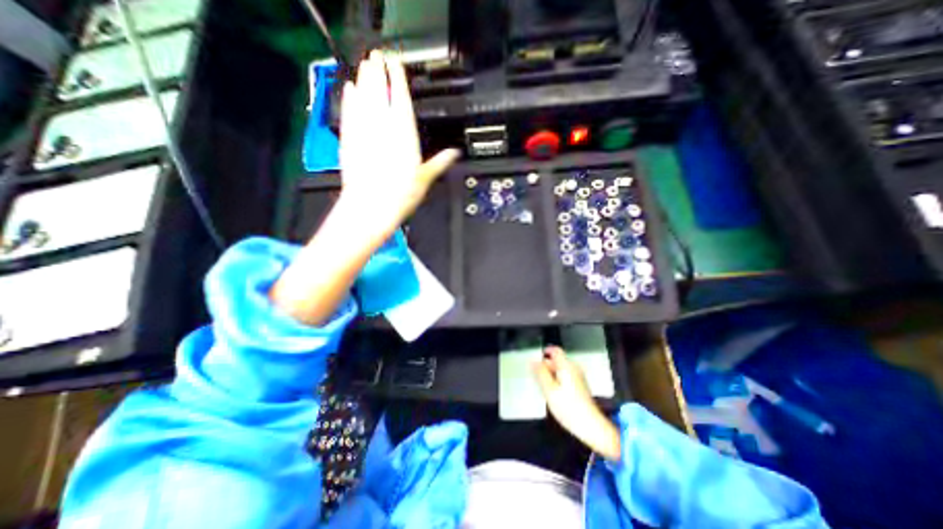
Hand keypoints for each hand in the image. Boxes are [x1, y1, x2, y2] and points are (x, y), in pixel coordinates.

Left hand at [339, 49, 461, 232]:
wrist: (370, 206)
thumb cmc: (400, 194)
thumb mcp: (425, 178)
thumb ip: (440, 162)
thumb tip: (455, 153)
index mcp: (404, 133)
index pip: (401, 97)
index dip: (398, 77)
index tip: (396, 63)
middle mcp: (383, 126)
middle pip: (379, 90)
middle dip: (378, 70)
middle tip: (377, 55)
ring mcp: (364, 130)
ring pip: (363, 96)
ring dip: (364, 78)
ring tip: (365, 64)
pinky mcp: (349, 138)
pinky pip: (349, 112)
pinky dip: (349, 98)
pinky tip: (349, 88)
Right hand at [534, 346, 623, 459]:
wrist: (591, 426)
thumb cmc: (568, 407)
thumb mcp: (549, 390)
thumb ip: (540, 373)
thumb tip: (533, 361)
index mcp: (566, 366)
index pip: (555, 350)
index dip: (544, 351)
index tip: (535, 359)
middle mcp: (574, 368)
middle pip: (558, 360)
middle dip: (546, 365)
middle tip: (536, 375)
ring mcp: (579, 377)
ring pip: (562, 369)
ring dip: (551, 374)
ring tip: (543, 385)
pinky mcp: (581, 387)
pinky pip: (566, 377)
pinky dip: (558, 380)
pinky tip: (553, 392)